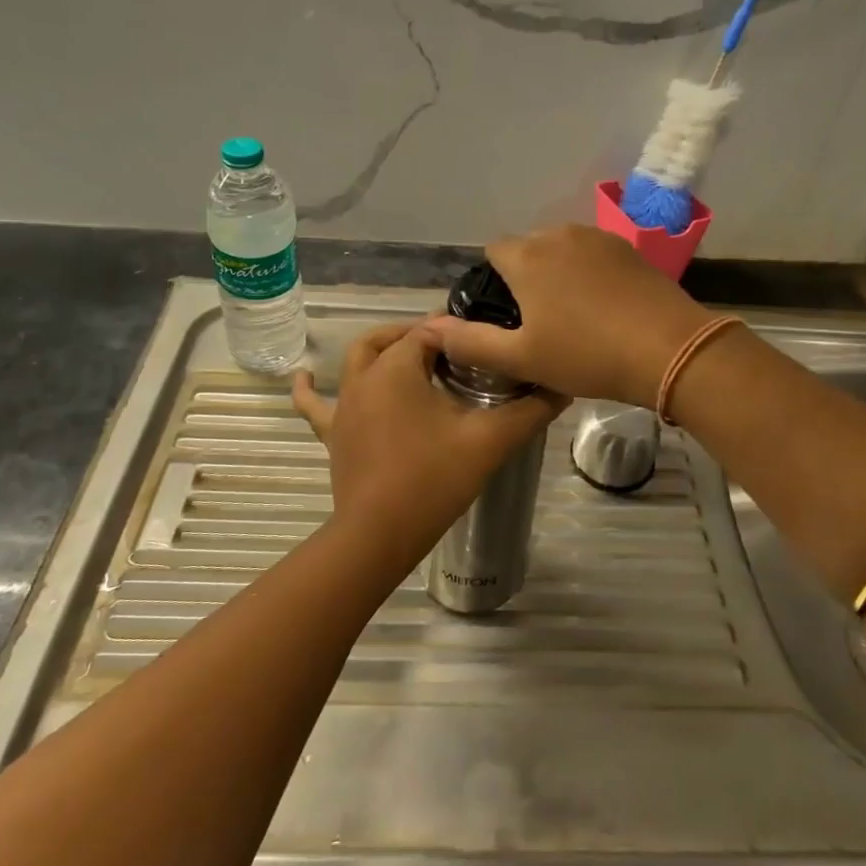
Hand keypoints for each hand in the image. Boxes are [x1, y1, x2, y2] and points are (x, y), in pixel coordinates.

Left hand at [292, 322, 565, 566]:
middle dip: (420, 336)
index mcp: (398, 367)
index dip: (457, 331)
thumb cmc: (433, 479)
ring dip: (381, 350)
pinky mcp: (333, 433)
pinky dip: (309, 387)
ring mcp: (345, 405)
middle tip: (452, 349)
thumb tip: (563, 387)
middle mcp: (365, 376)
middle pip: (392, 338)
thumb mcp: (490, 441)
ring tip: (404, 350)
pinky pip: (315, 404)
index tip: (483, 342)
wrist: (379, 534)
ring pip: (358, 360)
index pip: (430, 331)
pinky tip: (302, 376)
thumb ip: (530, 411)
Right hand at [424, 225, 713, 405]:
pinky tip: (602, 306)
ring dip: (557, 273)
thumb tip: (428, 327)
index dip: (492, 282)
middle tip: (537, 322)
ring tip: (571, 315)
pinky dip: (587, 273)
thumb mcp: (522, 358)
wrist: (670, 350)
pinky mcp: (629, 249)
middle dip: (524, 276)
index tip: (505, 317)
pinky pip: (593, 254)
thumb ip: (470, 342)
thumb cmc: (587, 355)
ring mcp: (598, 238)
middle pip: (527, 248)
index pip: (493, 252)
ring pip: (561, 249)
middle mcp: (559, 235)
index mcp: (527, 257)